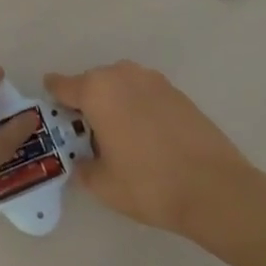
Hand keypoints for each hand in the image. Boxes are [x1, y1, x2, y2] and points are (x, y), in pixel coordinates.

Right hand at [45, 61, 265, 239]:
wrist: (215, 189)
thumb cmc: (149, 184)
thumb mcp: (102, 184)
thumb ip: (83, 166)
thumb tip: (83, 160)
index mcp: (97, 90)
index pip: (62, 85)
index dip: (52, 98)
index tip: (50, 112)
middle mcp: (122, 75)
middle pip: (92, 83)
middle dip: (86, 103)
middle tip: (84, 133)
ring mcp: (154, 81)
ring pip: (121, 86)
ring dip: (114, 103)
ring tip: (117, 135)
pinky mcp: (178, 93)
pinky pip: (145, 94)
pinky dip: (138, 108)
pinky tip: (146, 137)